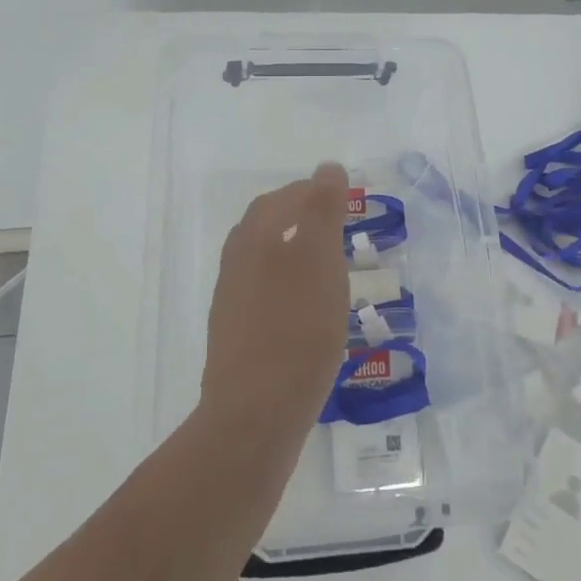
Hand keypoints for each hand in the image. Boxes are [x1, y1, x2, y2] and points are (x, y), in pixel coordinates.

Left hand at [201, 163, 351, 436]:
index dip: (317, 193)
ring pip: (267, 259)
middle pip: (271, 224)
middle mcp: (238, 258)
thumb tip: (327, 168)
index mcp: (256, 234)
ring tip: (331, 270)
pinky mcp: (236, 332)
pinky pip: (266, 292)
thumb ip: (322, 209)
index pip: (288, 196)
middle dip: (306, 220)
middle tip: (342, 232)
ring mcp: (233, 297)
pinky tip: (310, 310)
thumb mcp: (320, 259)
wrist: (255, 412)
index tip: (347, 203)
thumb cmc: (297, 328)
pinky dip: (290, 287)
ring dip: (297, 254)